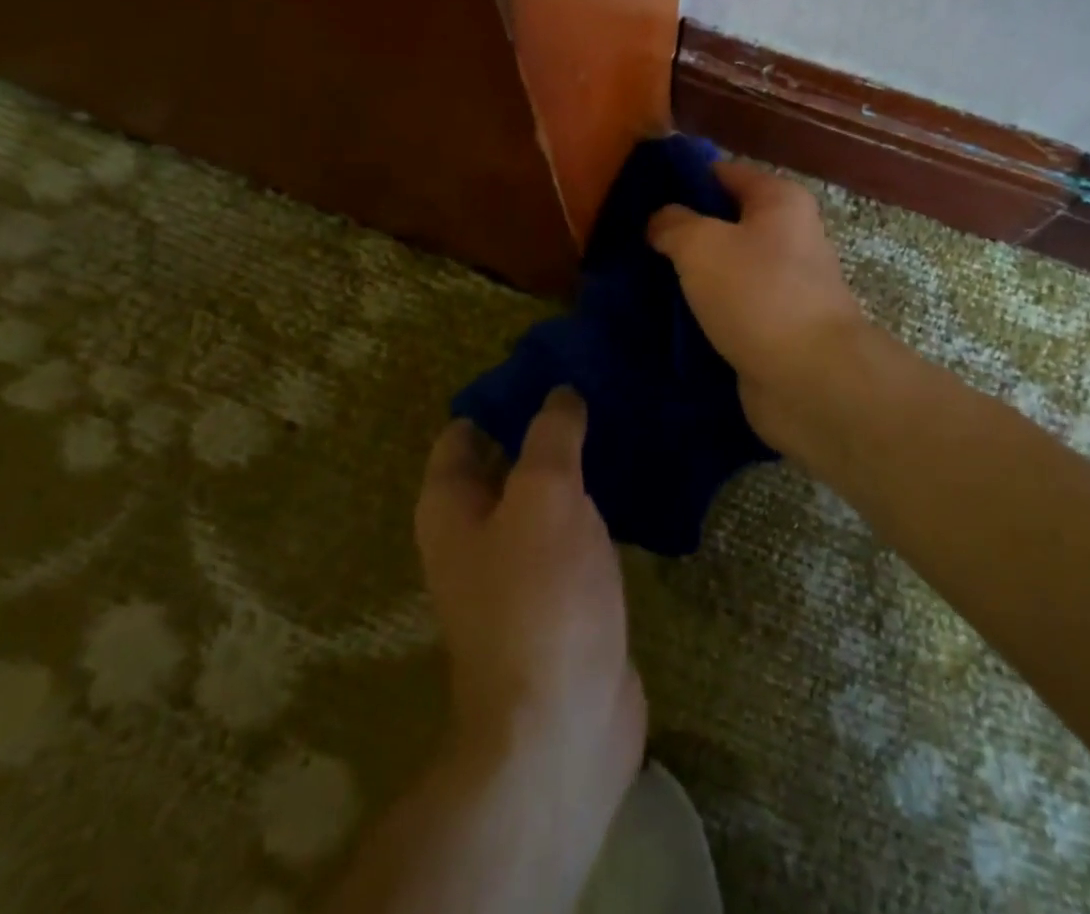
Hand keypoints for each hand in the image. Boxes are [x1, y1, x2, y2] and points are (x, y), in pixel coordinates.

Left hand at [415, 390, 644, 852]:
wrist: (564, 724)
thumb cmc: (539, 596)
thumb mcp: (544, 494)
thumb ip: (551, 436)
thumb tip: (560, 394)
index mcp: (452, 507)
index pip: (465, 431)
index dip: (502, 395)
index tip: (551, 365)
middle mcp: (478, 534)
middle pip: (508, 460)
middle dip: (546, 425)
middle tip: (599, 384)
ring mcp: (522, 567)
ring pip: (548, 495)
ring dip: (579, 464)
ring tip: (624, 419)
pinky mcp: (564, 594)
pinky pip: (578, 530)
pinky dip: (599, 503)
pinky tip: (637, 478)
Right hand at [648, 160, 867, 455]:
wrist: (809, 378)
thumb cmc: (757, 293)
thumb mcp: (701, 244)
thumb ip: (673, 224)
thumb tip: (660, 220)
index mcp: (779, 200)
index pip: (722, 173)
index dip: (680, 181)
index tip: (638, 198)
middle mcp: (789, 235)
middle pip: (724, 222)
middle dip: (681, 232)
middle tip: (633, 243)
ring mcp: (784, 283)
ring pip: (725, 267)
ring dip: (690, 276)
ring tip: (641, 282)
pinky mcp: (776, 324)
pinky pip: (730, 306)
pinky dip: (704, 311)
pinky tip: (667, 319)